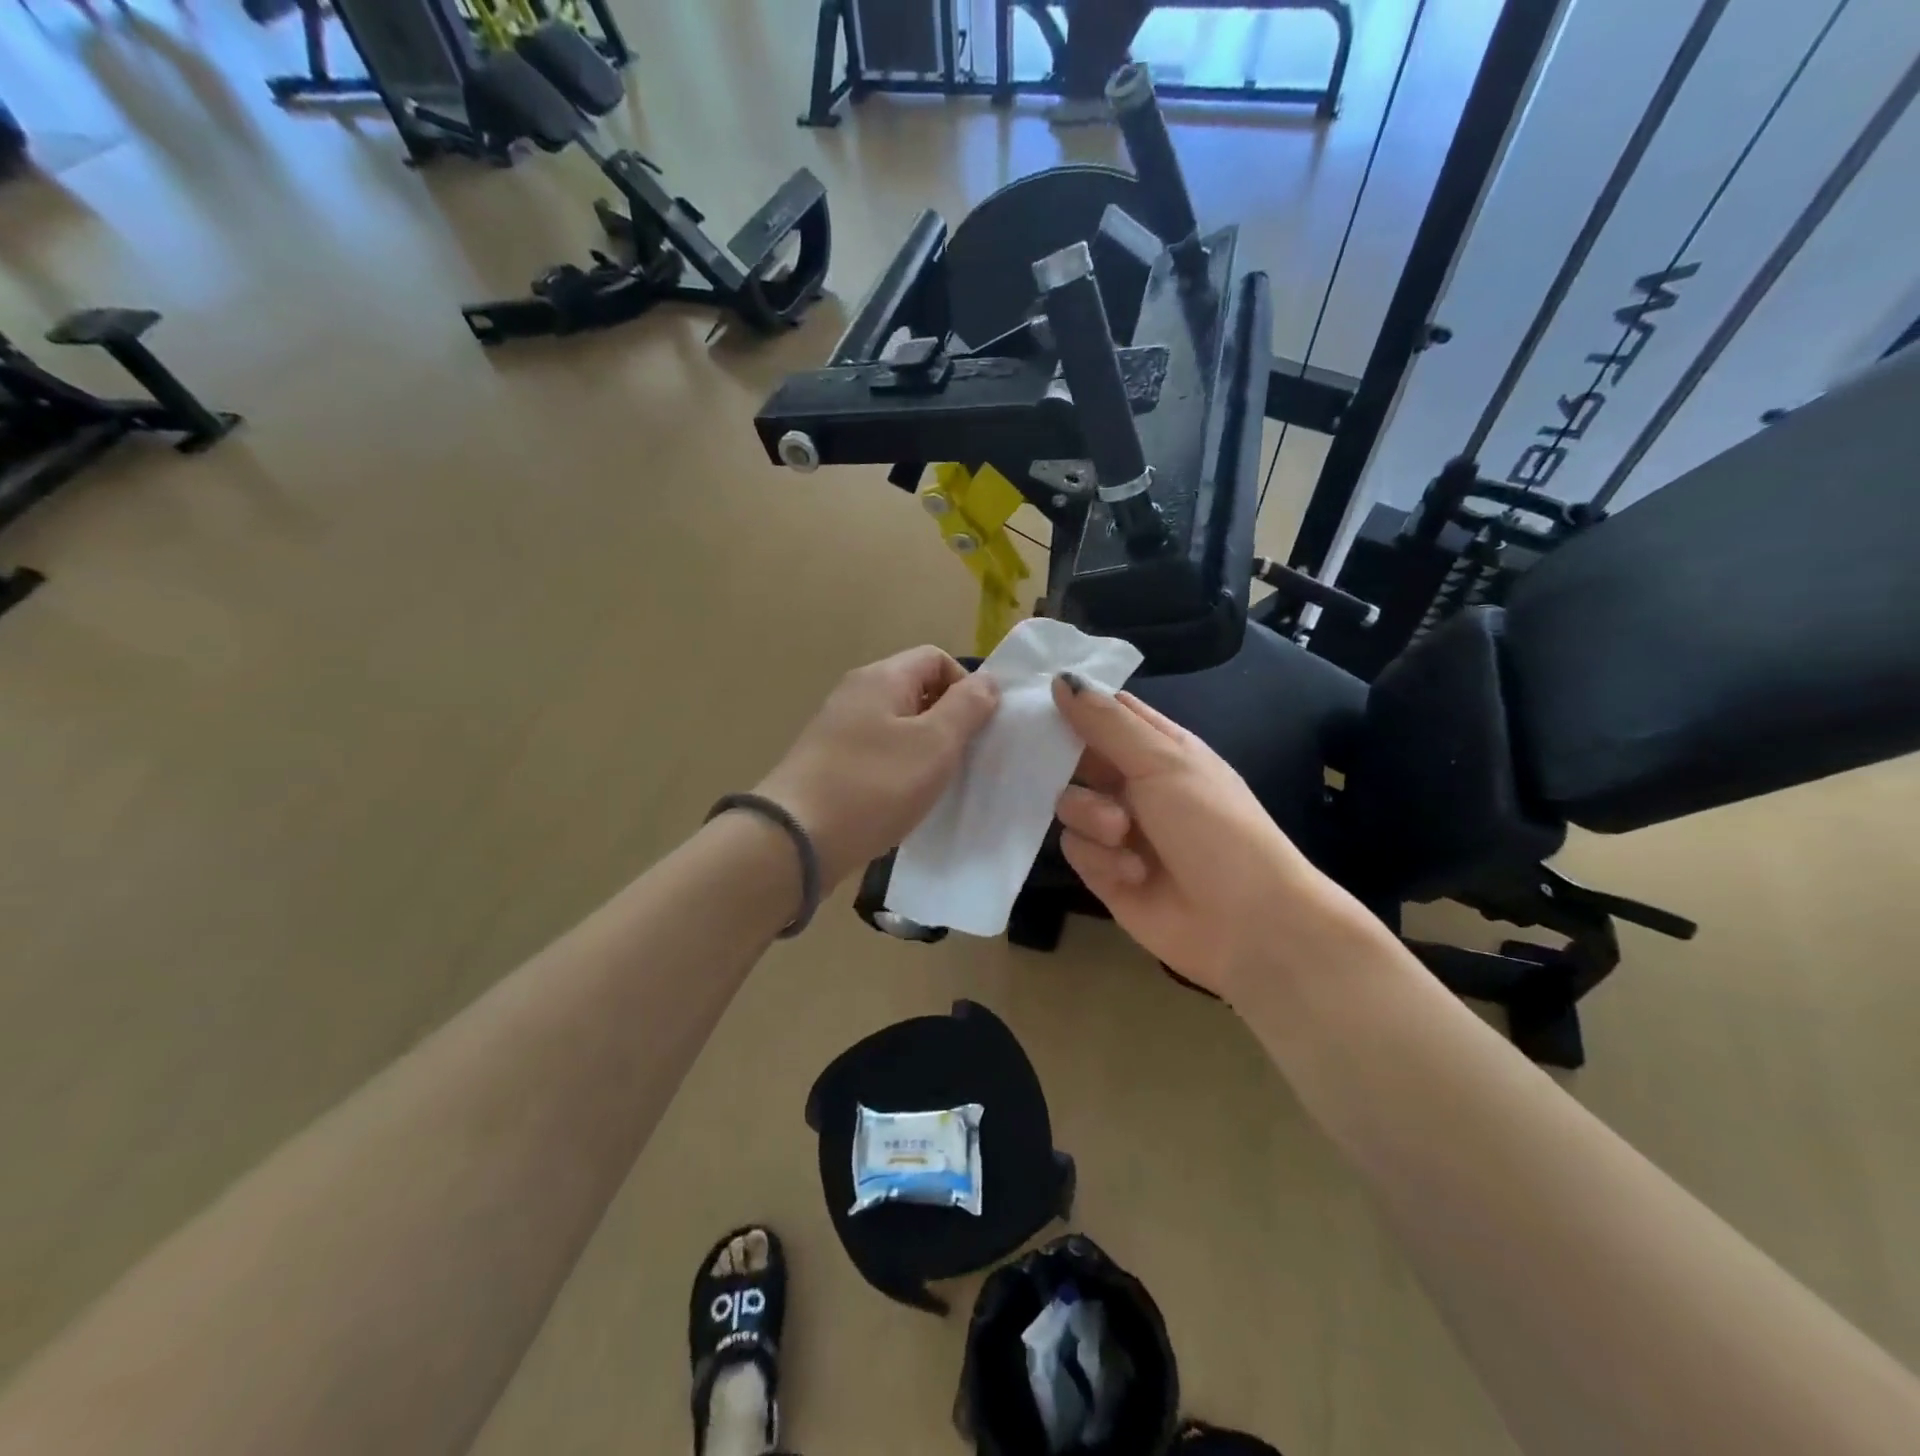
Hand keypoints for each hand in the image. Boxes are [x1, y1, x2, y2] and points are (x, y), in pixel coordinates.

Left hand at [757, 647, 999, 887]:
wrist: (796, 839)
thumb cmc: (874, 786)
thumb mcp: (934, 744)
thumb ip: (966, 708)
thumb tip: (986, 682)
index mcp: (882, 678)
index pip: (936, 658)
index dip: (965, 686)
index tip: (978, 727)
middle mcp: (856, 693)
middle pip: (916, 689)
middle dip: (947, 719)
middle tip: (961, 758)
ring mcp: (838, 728)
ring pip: (897, 724)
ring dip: (924, 748)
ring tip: (935, 783)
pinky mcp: (829, 762)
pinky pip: (877, 752)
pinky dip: (898, 768)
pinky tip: (903, 799)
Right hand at [1051, 675, 1379, 998]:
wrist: (1247, 923)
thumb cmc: (1213, 826)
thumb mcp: (1163, 762)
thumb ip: (1107, 723)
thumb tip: (1061, 679)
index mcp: (1158, 748)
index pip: (1106, 713)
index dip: (1074, 703)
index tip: (1034, 698)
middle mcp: (1134, 784)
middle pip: (1076, 758)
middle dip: (1066, 765)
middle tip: (1058, 767)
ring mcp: (1117, 829)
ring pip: (1069, 805)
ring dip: (1092, 818)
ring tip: (1123, 835)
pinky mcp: (1104, 872)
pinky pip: (1075, 849)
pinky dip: (1100, 859)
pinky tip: (1133, 873)